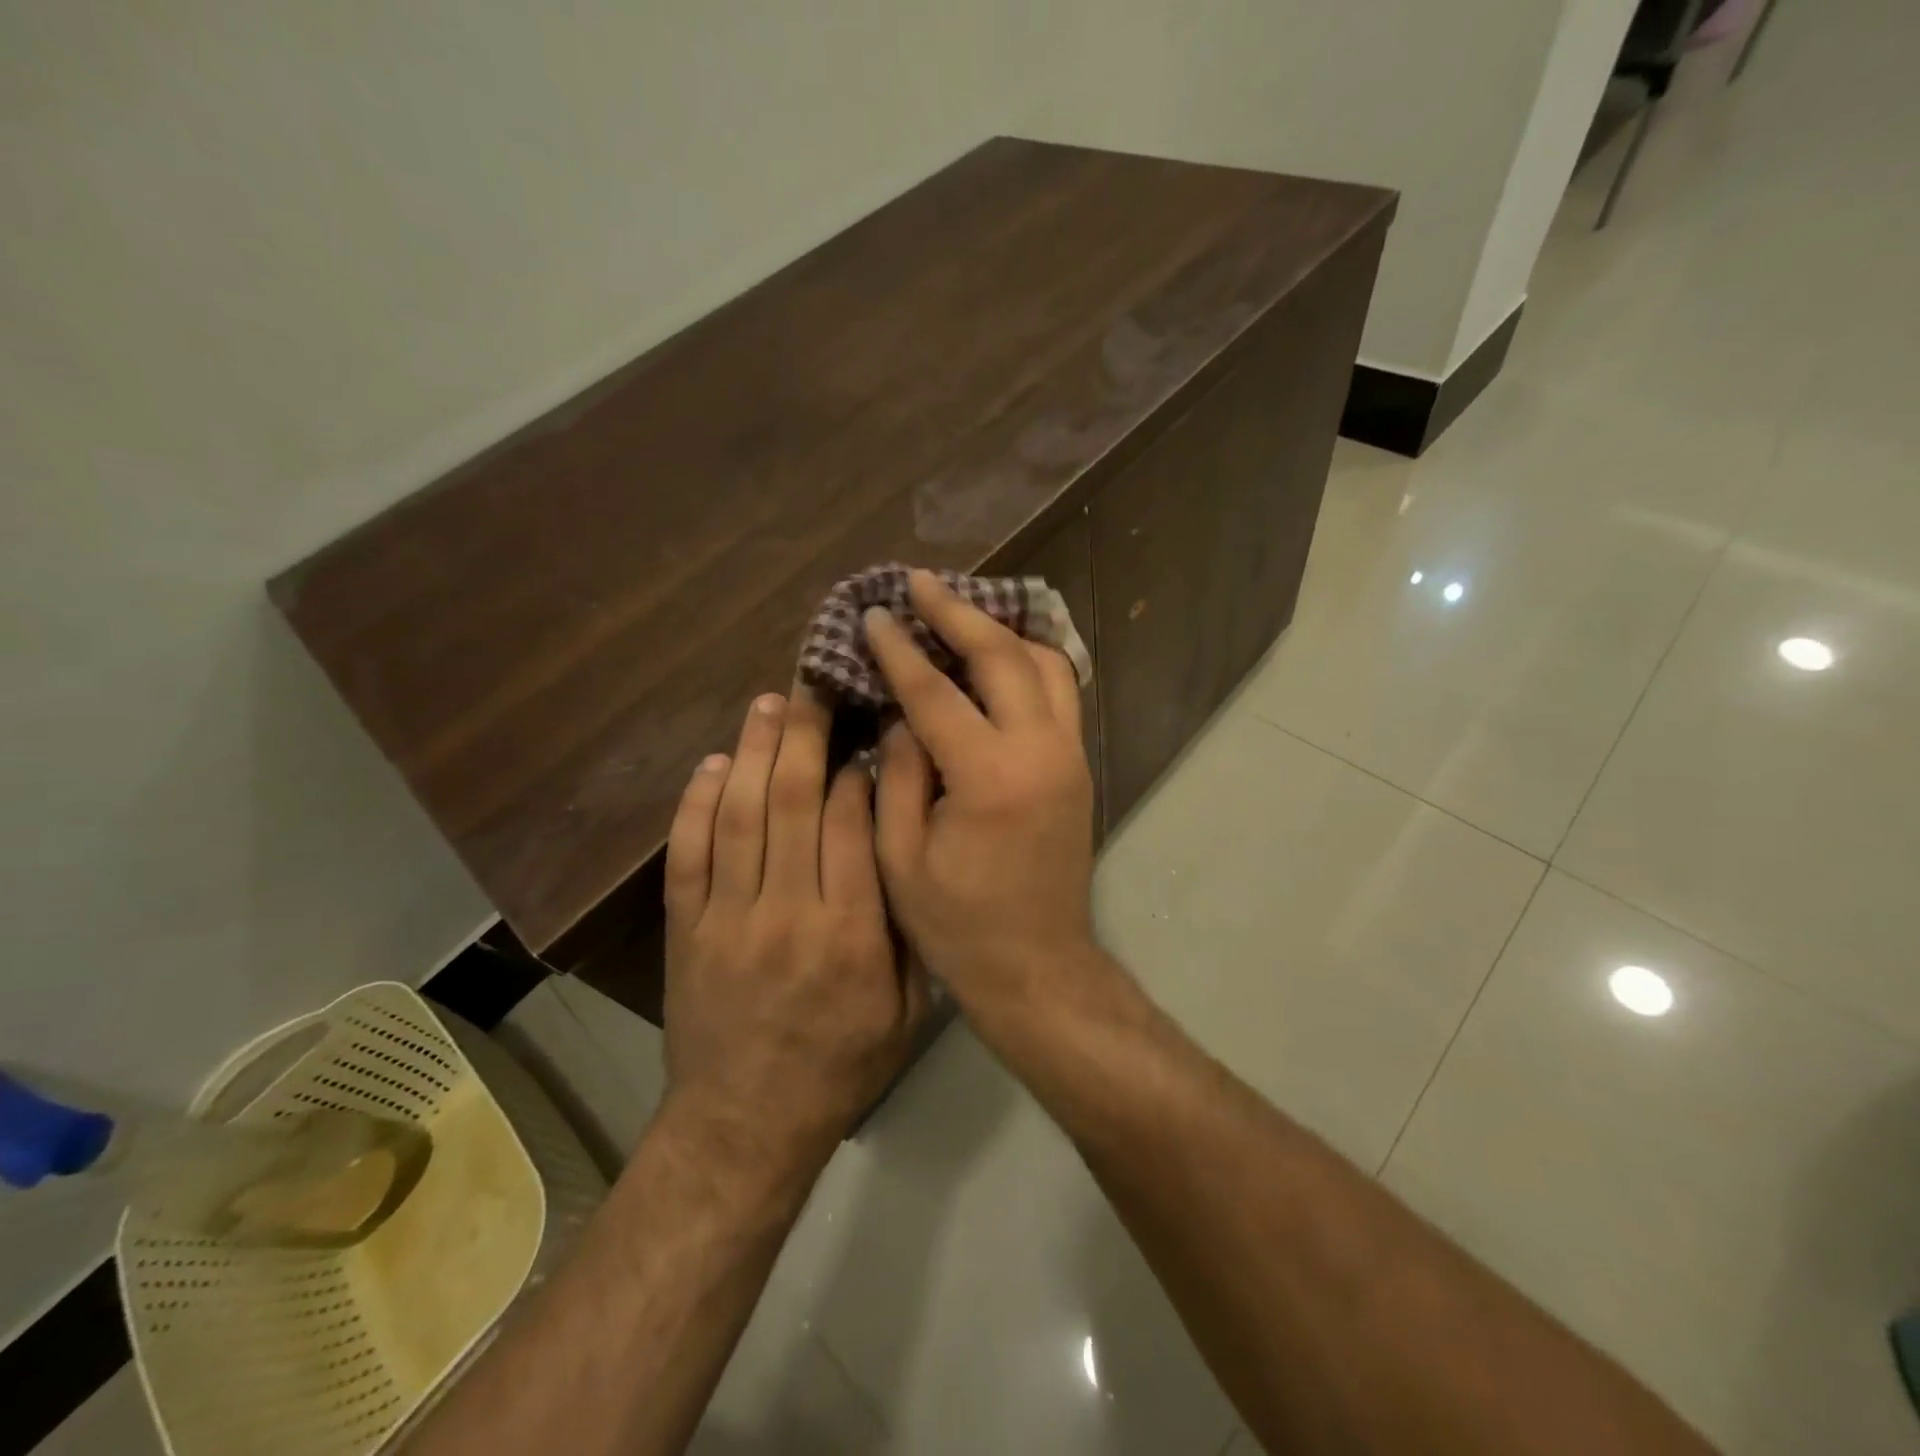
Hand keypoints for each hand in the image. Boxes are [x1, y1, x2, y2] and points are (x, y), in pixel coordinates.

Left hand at [662, 688, 927, 1177]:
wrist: (746, 1124)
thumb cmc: (842, 1064)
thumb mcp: (907, 1010)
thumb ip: (908, 929)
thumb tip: (905, 850)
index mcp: (850, 931)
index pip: (848, 824)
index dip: (854, 768)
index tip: (863, 733)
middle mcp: (786, 911)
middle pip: (789, 802)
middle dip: (802, 735)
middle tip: (809, 686)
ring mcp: (727, 917)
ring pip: (737, 816)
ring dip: (751, 752)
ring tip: (765, 704)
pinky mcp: (686, 929)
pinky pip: (687, 855)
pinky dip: (696, 804)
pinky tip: (711, 765)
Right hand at [864, 570, 1101, 1019]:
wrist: (1037, 964)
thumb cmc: (958, 922)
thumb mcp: (901, 856)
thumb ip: (899, 772)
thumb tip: (902, 713)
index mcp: (989, 777)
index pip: (935, 691)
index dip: (899, 649)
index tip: (875, 614)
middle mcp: (1040, 751)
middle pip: (1002, 656)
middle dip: (957, 612)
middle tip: (920, 583)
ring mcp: (1069, 755)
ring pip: (1045, 664)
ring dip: (1002, 630)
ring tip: (961, 613)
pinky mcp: (1079, 765)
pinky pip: (1060, 692)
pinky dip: (1030, 661)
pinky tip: (1000, 655)